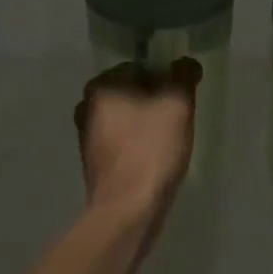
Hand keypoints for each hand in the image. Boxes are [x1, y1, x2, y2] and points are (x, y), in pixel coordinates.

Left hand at [75, 59, 200, 215]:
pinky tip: (155, 158)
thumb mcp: (177, 105)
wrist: (127, 209)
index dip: (165, 78)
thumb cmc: (151, 150)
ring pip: (125, 118)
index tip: (182, 97)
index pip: (138, 67)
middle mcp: (86, 107)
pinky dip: (137, 144)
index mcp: (100, 87)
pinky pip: (121, 142)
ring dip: (146, 124)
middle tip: (178, 118)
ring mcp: (87, 137)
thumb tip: (186, 63)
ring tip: (169, 140)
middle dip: (154, 101)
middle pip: (130, 93)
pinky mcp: (94, 163)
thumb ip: (183, 76)